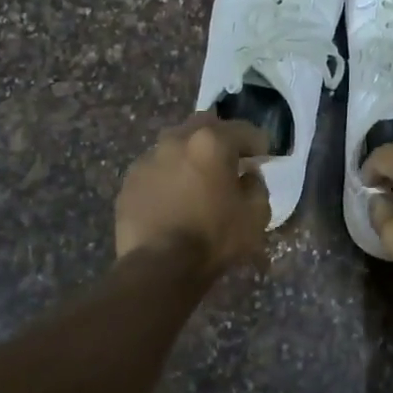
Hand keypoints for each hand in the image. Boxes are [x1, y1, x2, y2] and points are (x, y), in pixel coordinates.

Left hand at [115, 114, 271, 278]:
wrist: (158, 267)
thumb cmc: (214, 238)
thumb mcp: (256, 216)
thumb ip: (257, 186)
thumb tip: (248, 176)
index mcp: (211, 142)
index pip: (244, 130)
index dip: (259, 143)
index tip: (263, 158)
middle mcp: (176, 140)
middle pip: (204, 125)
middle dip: (220, 138)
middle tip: (228, 161)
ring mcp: (148, 158)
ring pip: (175, 144)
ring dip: (190, 155)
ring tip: (196, 180)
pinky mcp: (129, 181)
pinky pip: (155, 169)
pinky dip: (168, 176)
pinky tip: (172, 199)